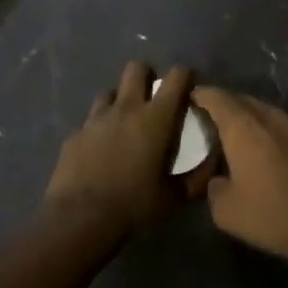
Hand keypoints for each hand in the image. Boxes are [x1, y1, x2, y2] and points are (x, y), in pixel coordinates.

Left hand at [45, 62, 206, 233]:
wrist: (80, 219)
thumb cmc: (134, 205)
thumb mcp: (174, 197)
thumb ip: (198, 177)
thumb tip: (212, 163)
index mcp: (156, 118)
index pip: (176, 76)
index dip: (185, 76)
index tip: (188, 88)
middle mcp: (126, 108)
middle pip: (136, 68)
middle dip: (147, 76)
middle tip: (153, 98)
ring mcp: (96, 118)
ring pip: (110, 91)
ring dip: (120, 100)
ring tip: (124, 123)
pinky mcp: (75, 133)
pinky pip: (90, 120)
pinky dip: (99, 128)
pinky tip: (101, 149)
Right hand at [189, 87, 287, 264]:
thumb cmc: (270, 213)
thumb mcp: (225, 209)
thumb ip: (213, 187)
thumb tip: (217, 179)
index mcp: (243, 126)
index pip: (216, 97)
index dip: (199, 94)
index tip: (185, 97)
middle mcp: (267, 118)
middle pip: (240, 100)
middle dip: (221, 104)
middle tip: (203, 118)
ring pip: (260, 112)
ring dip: (244, 117)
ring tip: (227, 133)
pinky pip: (274, 127)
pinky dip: (260, 132)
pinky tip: (254, 151)